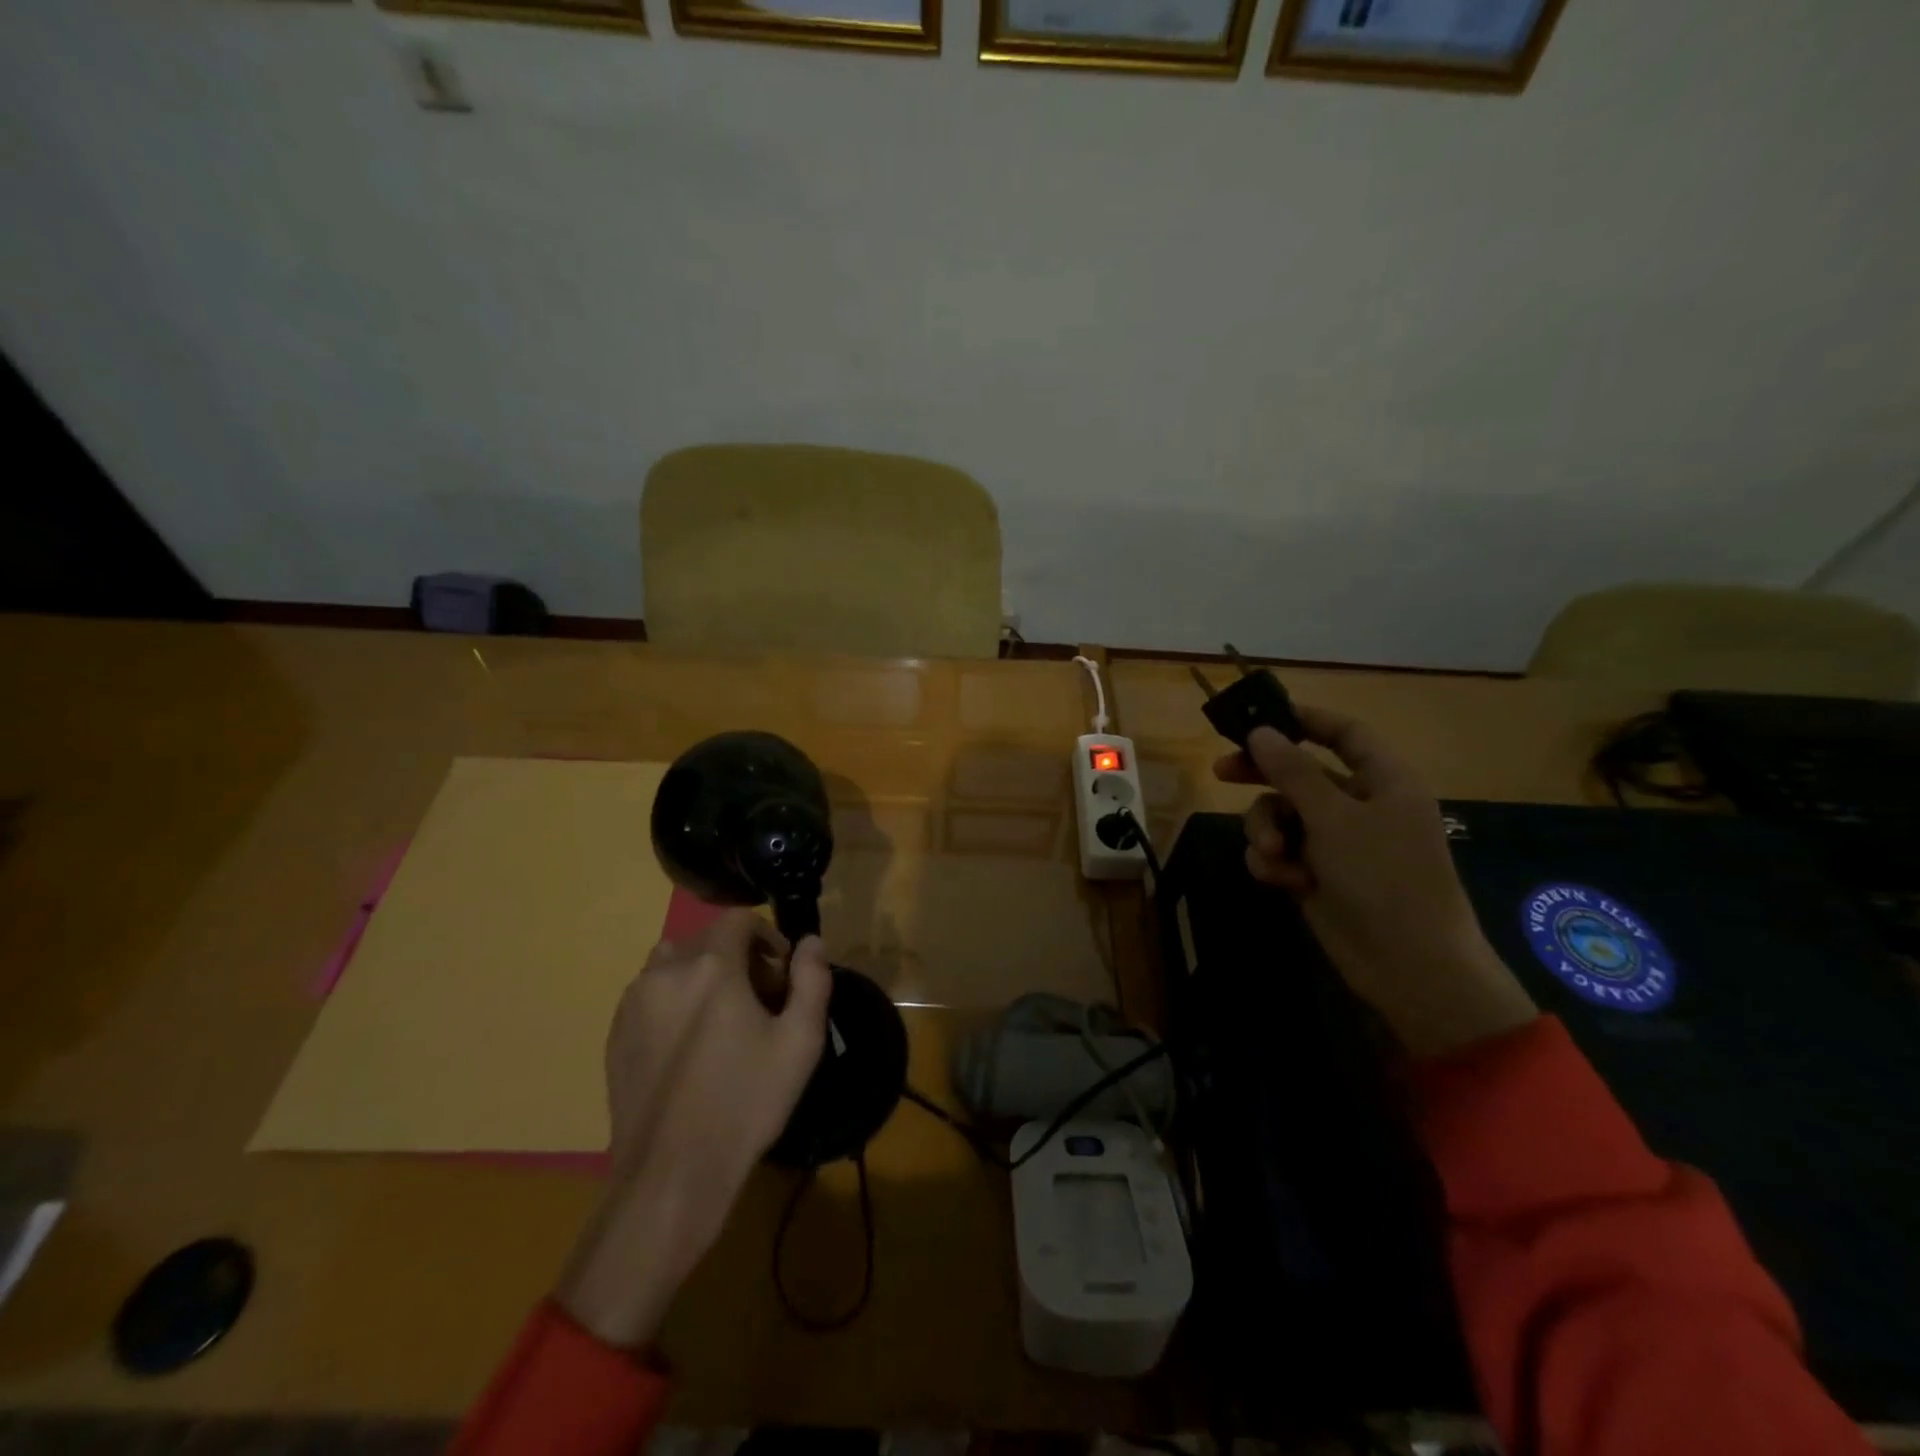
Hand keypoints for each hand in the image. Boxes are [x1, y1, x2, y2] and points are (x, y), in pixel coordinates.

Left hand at [556, 910, 831, 1347]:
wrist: (671, 1175)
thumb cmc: (745, 1103)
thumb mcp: (800, 1042)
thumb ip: (811, 980)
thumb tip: (810, 942)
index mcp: (713, 966)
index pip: (739, 919)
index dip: (766, 937)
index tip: (781, 974)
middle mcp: (667, 972)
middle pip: (708, 940)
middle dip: (738, 958)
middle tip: (759, 1002)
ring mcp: (634, 1003)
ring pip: (674, 963)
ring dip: (701, 975)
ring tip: (720, 1020)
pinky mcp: (615, 1034)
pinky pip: (650, 994)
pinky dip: (673, 1000)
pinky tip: (689, 1047)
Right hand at [1213, 707, 1536, 1057]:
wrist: (1409, 965)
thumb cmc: (1383, 878)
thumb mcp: (1334, 817)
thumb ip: (1292, 771)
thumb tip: (1261, 731)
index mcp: (1383, 781)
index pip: (1344, 733)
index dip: (1305, 720)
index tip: (1259, 716)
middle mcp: (1360, 806)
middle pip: (1301, 774)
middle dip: (1263, 776)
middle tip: (1220, 771)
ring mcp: (1338, 842)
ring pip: (1282, 816)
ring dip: (1267, 831)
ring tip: (1273, 855)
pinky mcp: (1318, 874)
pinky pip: (1282, 852)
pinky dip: (1276, 863)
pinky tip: (1285, 881)